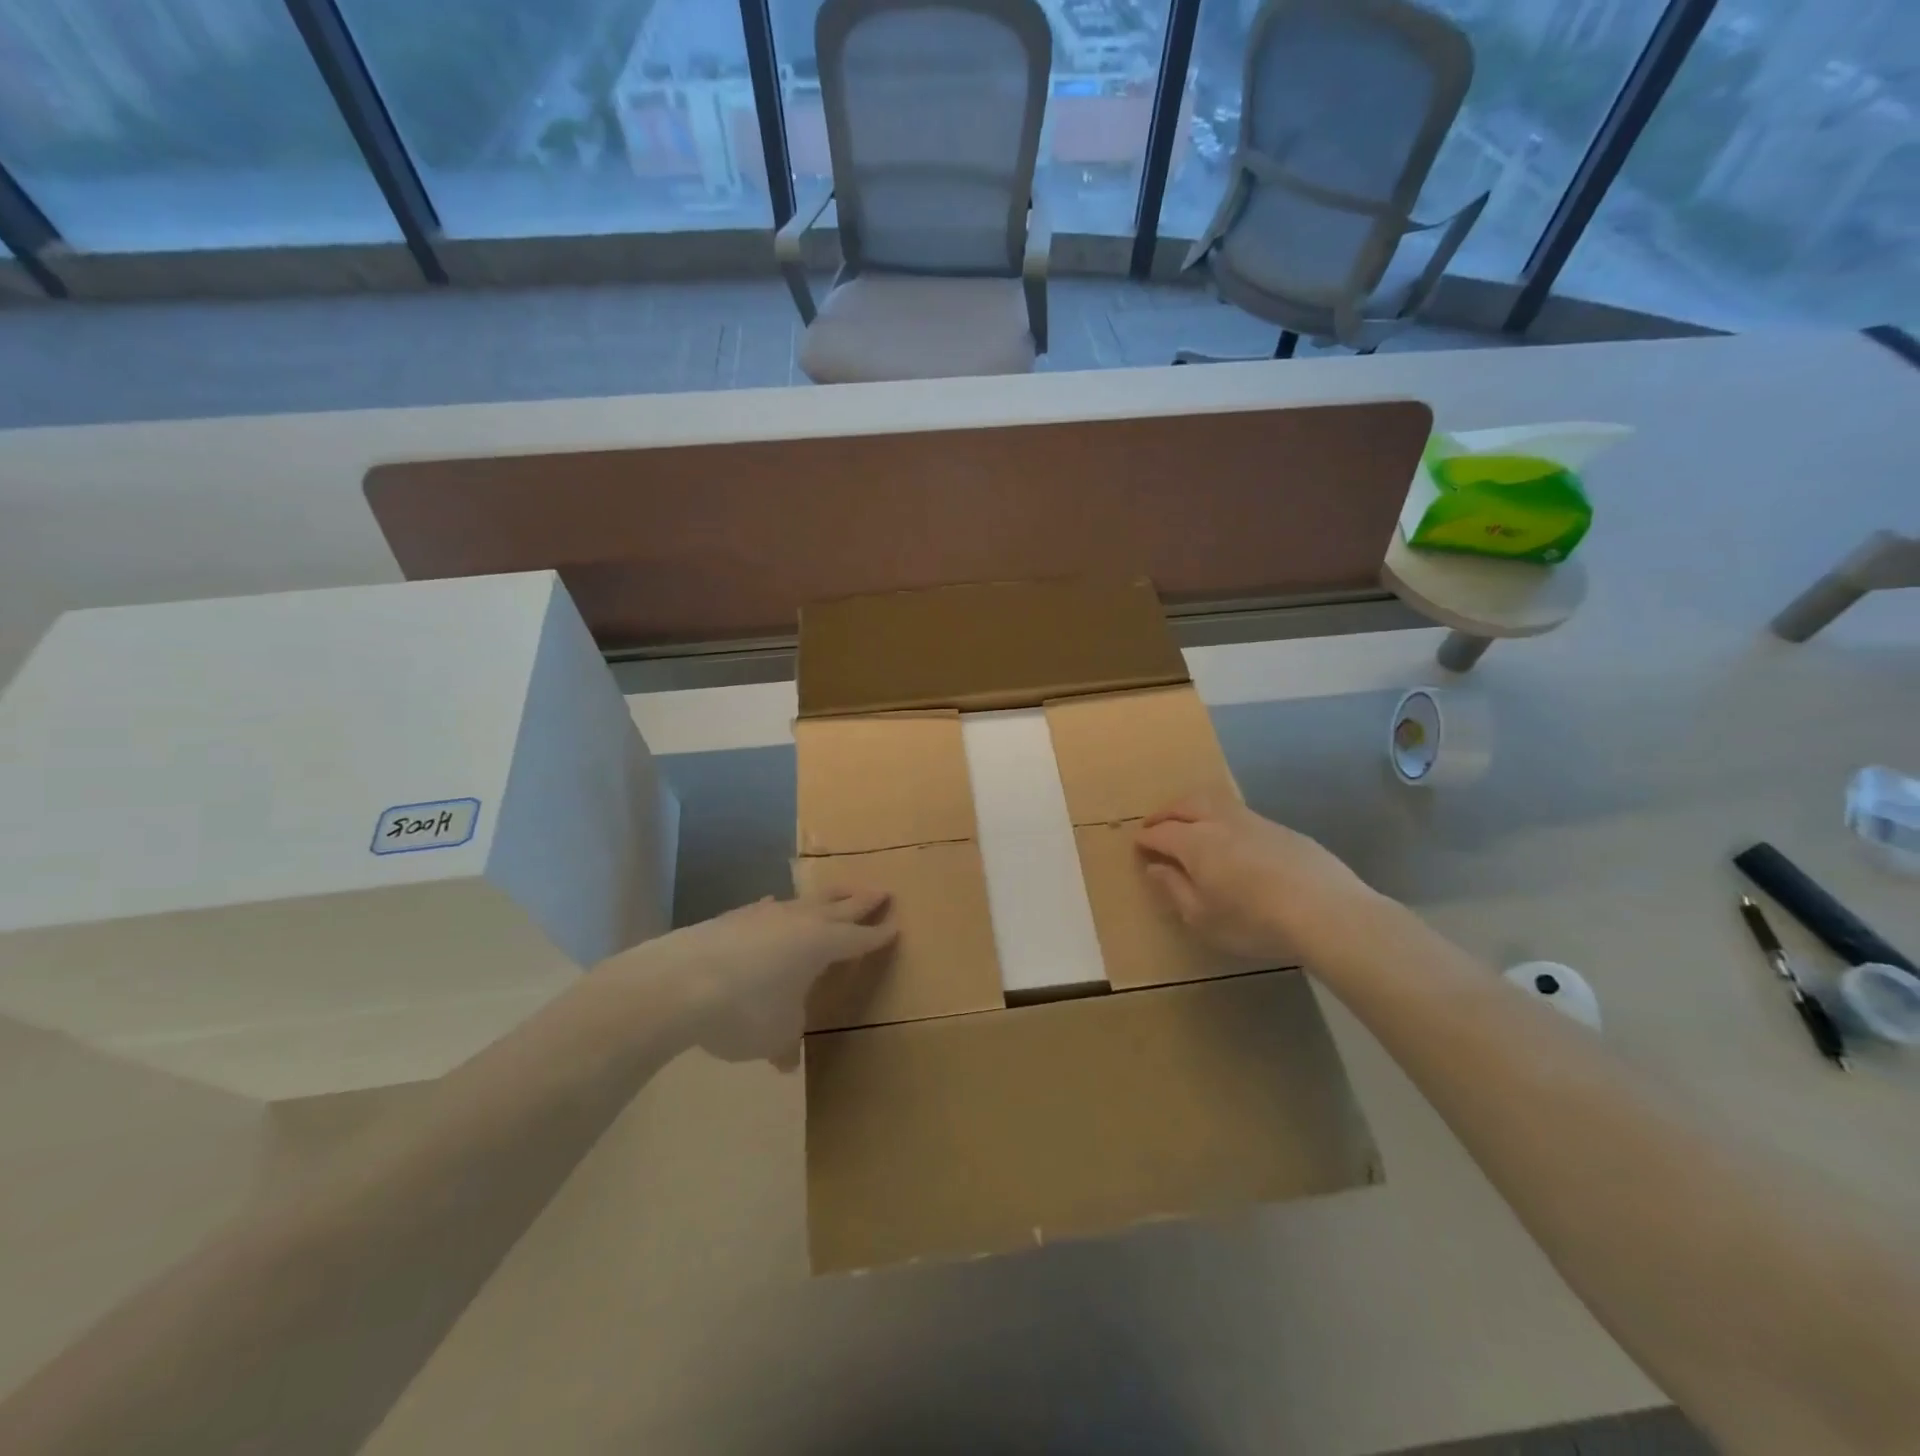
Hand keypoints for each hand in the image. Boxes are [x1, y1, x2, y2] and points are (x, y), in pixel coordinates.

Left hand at [606, 889, 896, 1070]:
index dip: (878, 934)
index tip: (896, 925)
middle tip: (882, 890)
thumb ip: (787, 1040)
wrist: (679, 983)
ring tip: (837, 893)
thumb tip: (785, 1060)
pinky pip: (768, 908)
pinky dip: (779, 909)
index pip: (859, 938)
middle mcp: (800, 922)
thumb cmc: (745, 1010)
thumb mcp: (775, 1034)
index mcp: (822, 945)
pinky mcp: (734, 917)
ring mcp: (765, 915)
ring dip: (826, 897)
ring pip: (805, 900)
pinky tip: (773, 908)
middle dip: (862, 900)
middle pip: (840, 906)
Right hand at [1135, 795, 1375, 958]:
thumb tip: (1155, 868)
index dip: (1146, 838)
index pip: (1161, 832)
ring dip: (1194, 807)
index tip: (1138, 846)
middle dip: (1165, 812)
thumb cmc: (1254, 921)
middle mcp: (1220, 821)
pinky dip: (1222, 818)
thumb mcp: (1202, 917)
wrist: (1326, 912)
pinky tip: (1230, 838)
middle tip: (1155, 824)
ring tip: (1189, 822)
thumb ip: (1174, 889)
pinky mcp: (1281, 830)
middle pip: (1185, 804)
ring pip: (1215, 801)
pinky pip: (1240, 814)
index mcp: (1195, 842)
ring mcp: (1254, 821)